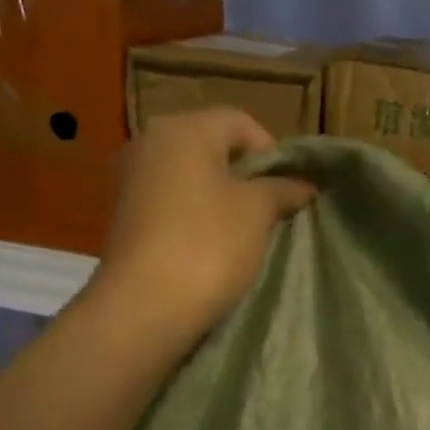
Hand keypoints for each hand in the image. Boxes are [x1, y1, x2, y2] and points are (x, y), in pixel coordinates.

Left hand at [95, 108, 315, 343]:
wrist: (145, 306)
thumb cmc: (208, 245)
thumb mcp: (257, 212)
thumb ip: (281, 190)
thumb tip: (304, 184)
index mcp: (183, 129)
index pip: (240, 123)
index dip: (272, 152)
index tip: (289, 189)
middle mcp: (149, 143)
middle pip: (212, 147)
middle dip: (246, 176)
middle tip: (271, 211)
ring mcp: (131, 180)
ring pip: (191, 177)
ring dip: (221, 198)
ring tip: (245, 233)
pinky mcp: (124, 216)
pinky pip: (171, 203)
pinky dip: (195, 217)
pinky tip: (211, 247)